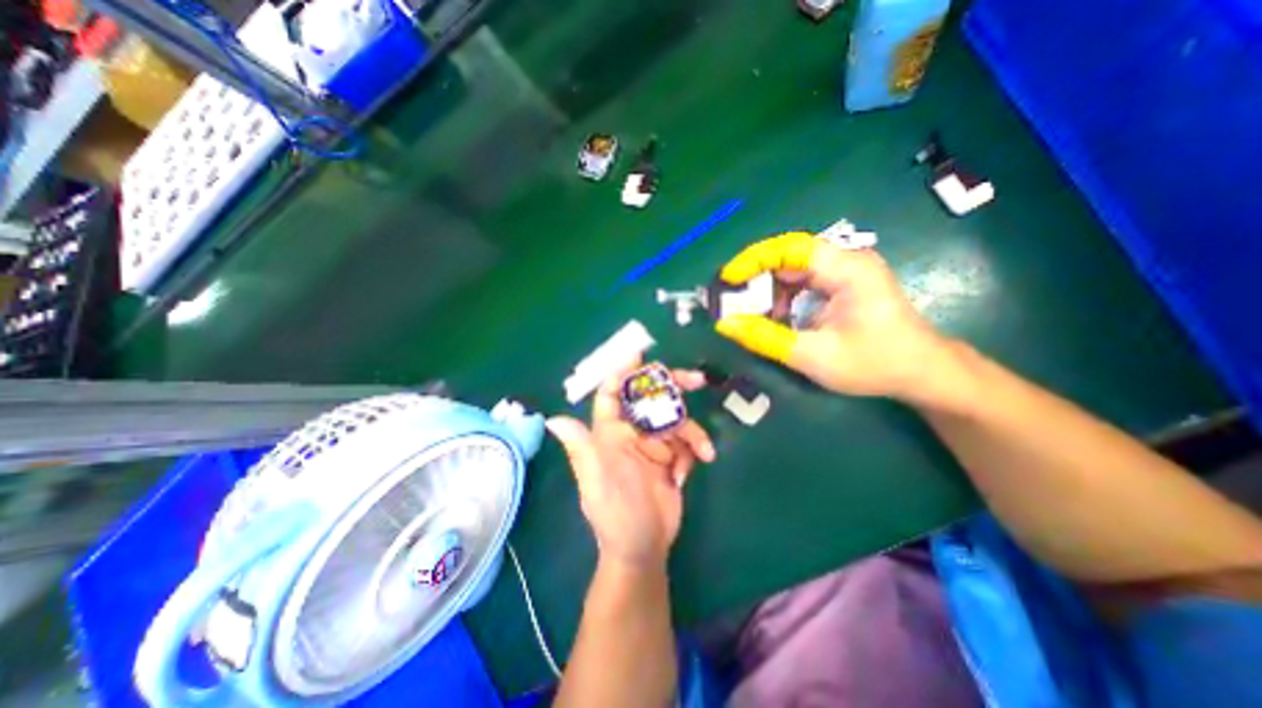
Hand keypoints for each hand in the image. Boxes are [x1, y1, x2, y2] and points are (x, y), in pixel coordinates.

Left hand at [547, 363, 714, 572]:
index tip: (639, 354)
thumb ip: (581, 448)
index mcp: (610, 434)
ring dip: (692, 433)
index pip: (612, 395)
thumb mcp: (597, 480)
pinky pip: (687, 443)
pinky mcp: (672, 458)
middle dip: (673, 388)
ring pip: (676, 422)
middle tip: (696, 380)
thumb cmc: (615, 513)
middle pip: (651, 399)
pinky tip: (688, 474)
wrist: (643, 547)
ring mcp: (654, 445)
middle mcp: (632, 433)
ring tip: (702, 452)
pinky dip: (693, 453)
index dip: (622, 373)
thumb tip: (553, 420)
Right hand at [714, 228, 951, 401]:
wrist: (922, 372)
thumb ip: (766, 339)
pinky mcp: (842, 283)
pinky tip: (775, 317)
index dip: (753, 260)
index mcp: (847, 269)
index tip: (726, 280)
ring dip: (768, 290)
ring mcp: (845, 270)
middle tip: (732, 301)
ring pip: (792, 269)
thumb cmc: (874, 365)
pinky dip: (782, 297)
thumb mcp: (813, 356)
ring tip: (752, 314)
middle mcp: (846, 260)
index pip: (790, 248)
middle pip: (788, 256)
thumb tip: (724, 324)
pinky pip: (802, 281)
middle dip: (756, 277)